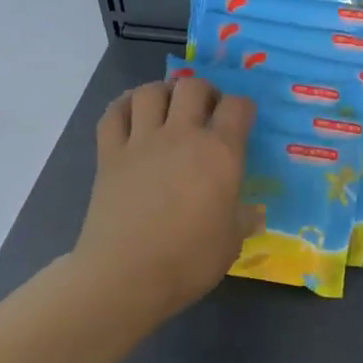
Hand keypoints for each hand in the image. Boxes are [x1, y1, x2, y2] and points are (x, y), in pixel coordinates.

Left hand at [74, 78, 258, 324]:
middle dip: (205, 91)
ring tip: (170, 107)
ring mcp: (141, 142)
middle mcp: (182, 136)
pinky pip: (114, 113)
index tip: (244, 119)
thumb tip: (252, 213)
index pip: (237, 108)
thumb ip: (243, 219)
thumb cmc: (189, 260)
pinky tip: (133, 115)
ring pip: (150, 92)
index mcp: (221, 154)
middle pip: (193, 87)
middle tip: (208, 109)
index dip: (243, 107)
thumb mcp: (232, 242)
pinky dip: (125, 106)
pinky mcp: (109, 154)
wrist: (126, 275)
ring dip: (164, 92)